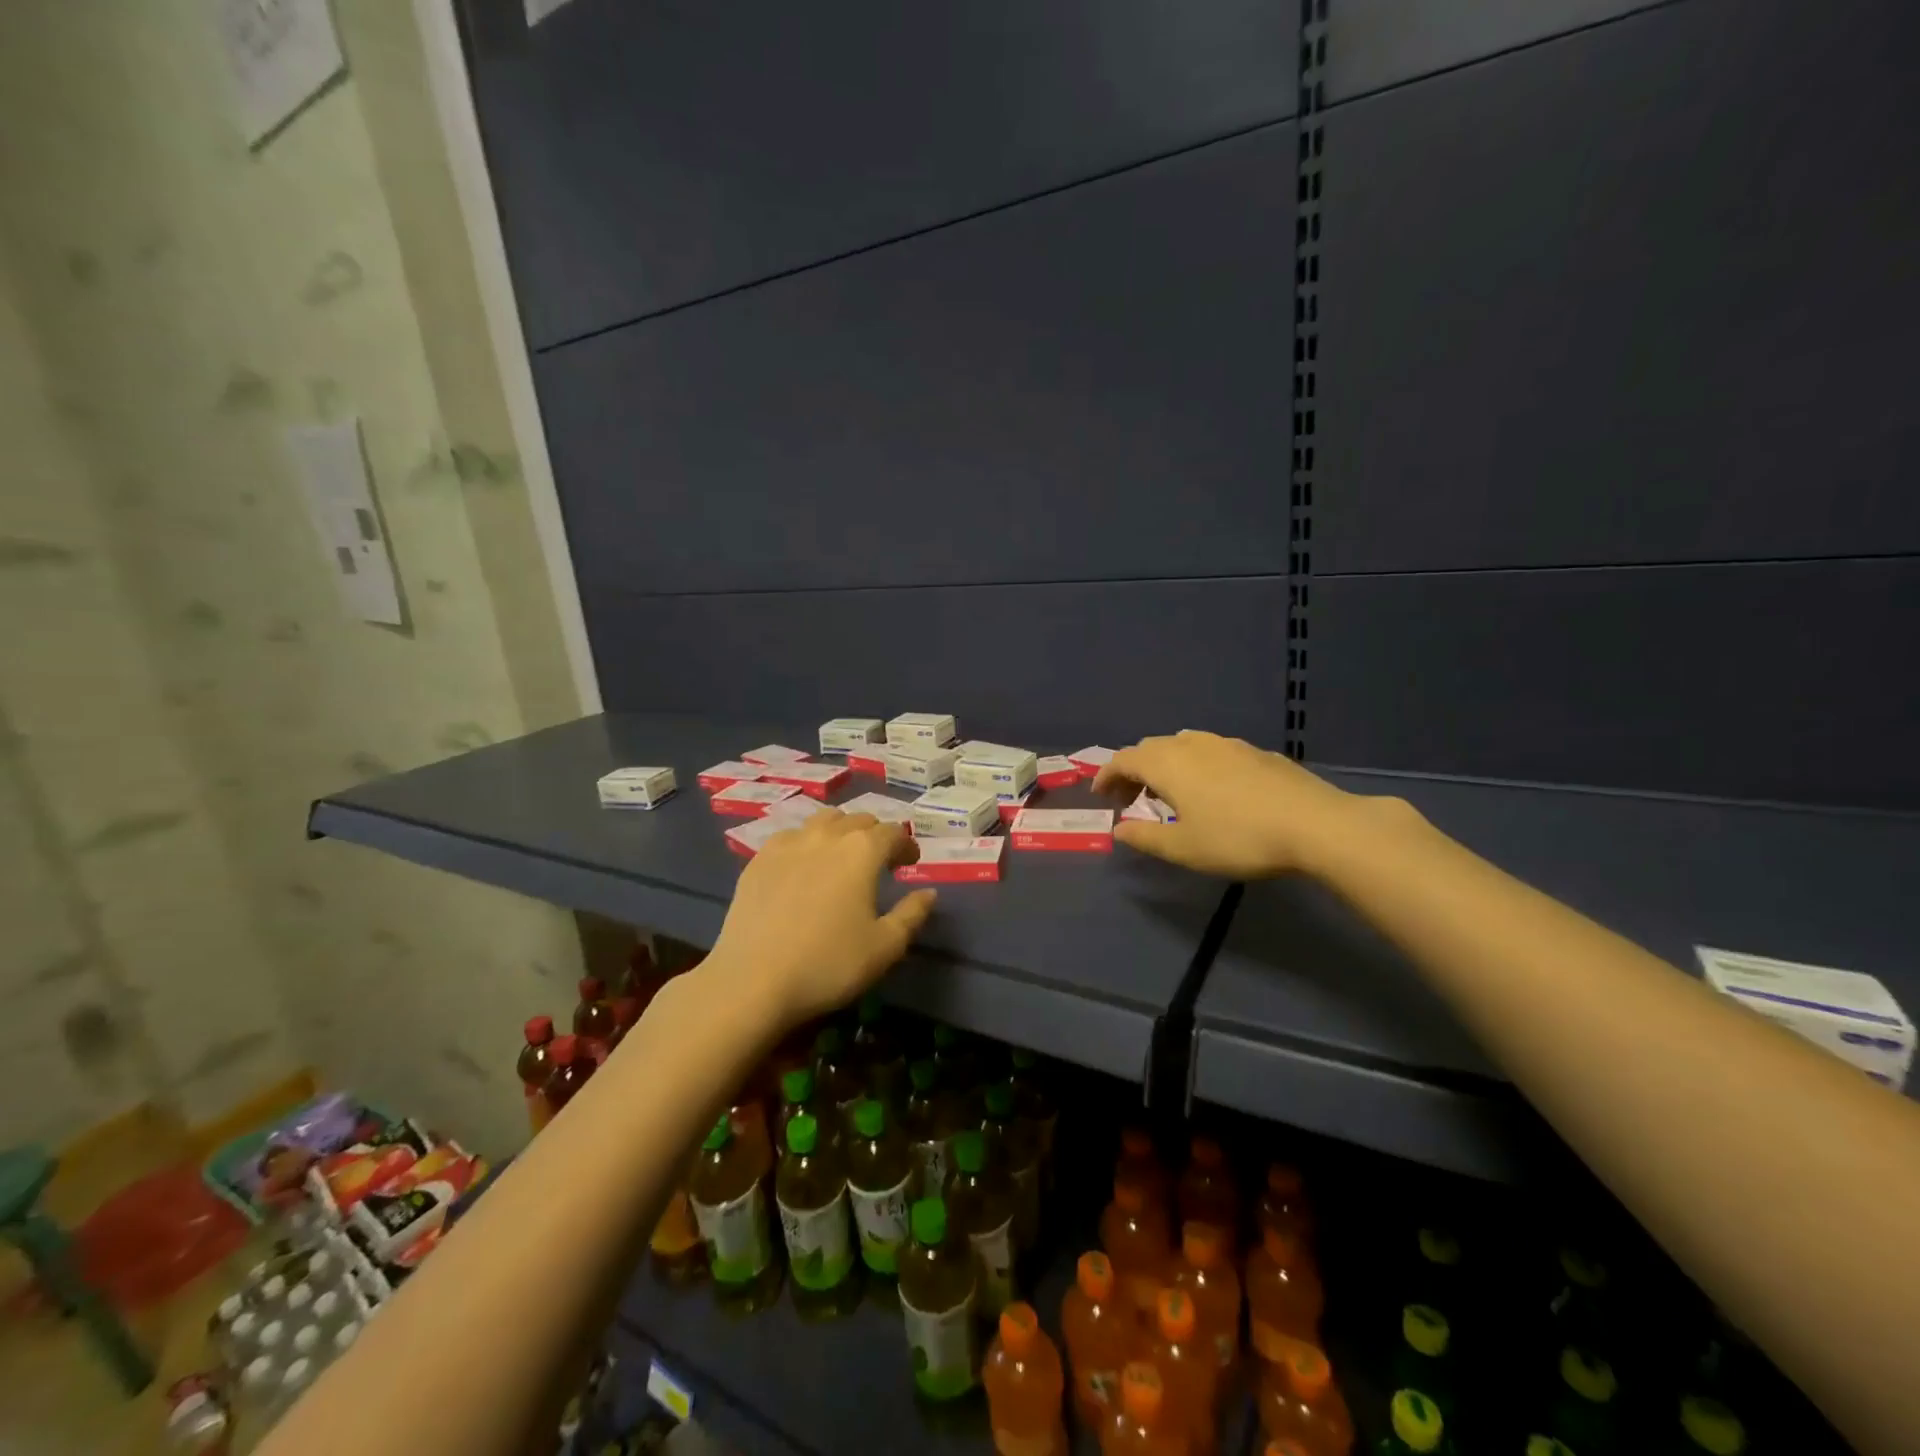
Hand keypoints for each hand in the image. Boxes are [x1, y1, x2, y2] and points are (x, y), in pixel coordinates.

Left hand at [701, 810, 936, 1031]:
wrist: (753, 981)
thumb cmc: (829, 964)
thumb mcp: (885, 947)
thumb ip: (912, 914)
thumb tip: (928, 892)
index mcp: (862, 850)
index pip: (894, 832)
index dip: (906, 845)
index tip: (910, 863)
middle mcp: (827, 835)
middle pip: (859, 820)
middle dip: (875, 836)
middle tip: (880, 863)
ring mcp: (788, 843)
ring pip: (823, 821)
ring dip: (841, 832)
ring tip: (842, 858)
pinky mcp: (758, 859)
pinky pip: (791, 837)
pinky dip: (806, 843)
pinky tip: (803, 868)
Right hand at [1093, 730, 1369, 877]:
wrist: (1315, 824)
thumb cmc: (1238, 838)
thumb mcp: (1184, 848)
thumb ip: (1146, 837)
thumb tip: (1119, 829)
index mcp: (1168, 763)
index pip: (1124, 759)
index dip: (1107, 775)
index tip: (1100, 796)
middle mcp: (1192, 744)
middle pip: (1151, 747)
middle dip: (1133, 770)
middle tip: (1130, 798)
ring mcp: (1227, 744)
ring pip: (1182, 744)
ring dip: (1165, 764)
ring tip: (1169, 791)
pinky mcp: (1256, 752)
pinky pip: (1211, 750)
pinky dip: (1195, 764)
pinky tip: (1211, 788)